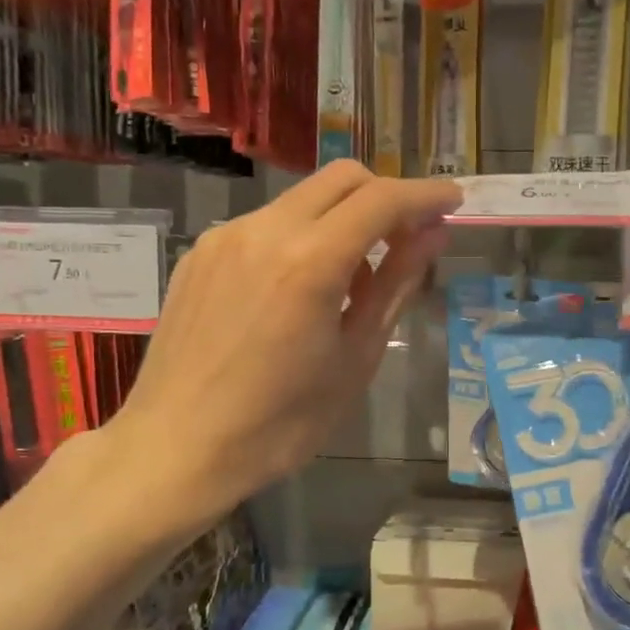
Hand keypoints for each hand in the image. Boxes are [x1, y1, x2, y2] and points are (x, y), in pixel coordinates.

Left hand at [102, 161, 459, 531]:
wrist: (176, 449)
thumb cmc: (281, 423)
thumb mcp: (355, 358)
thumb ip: (394, 286)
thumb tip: (432, 237)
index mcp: (310, 261)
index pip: (382, 200)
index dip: (425, 195)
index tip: (453, 202)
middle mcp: (264, 230)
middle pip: (341, 179)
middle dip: (386, 195)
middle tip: (409, 237)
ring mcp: (225, 238)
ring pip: (301, 200)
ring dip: (342, 219)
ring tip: (352, 281)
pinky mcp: (199, 254)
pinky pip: (265, 225)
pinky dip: (301, 237)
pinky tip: (299, 291)